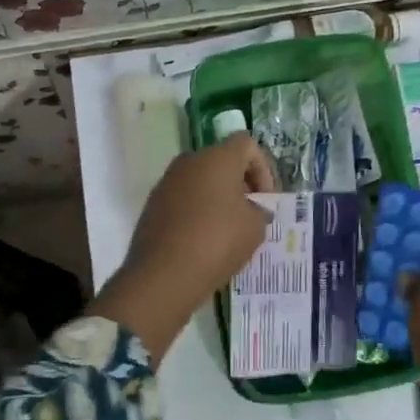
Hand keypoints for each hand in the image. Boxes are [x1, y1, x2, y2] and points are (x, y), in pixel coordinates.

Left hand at [89, 133, 274, 356]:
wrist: (164, 274)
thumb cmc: (217, 242)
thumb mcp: (255, 228)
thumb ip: (259, 211)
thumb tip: (251, 209)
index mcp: (217, 157)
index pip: (247, 144)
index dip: (263, 168)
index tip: (266, 199)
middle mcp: (189, 161)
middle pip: (221, 161)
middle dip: (240, 183)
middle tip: (251, 213)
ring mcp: (166, 182)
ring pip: (200, 181)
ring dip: (217, 198)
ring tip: (228, 230)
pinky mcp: (152, 205)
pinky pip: (183, 199)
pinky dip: (197, 211)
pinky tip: (204, 240)